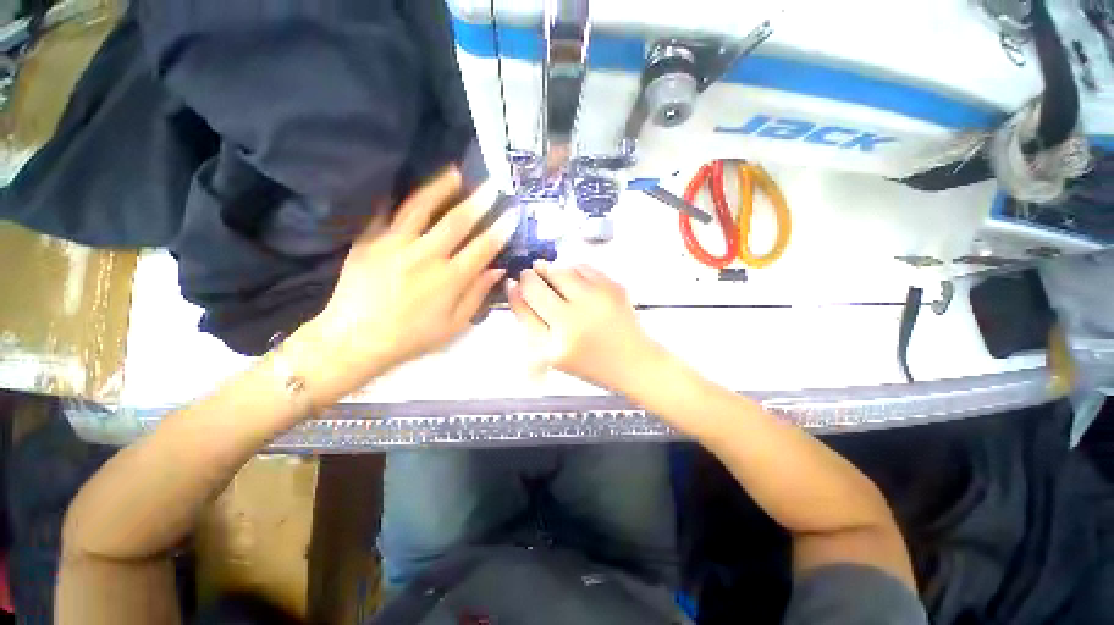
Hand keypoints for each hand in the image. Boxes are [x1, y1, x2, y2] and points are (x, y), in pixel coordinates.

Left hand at [288, 168, 516, 405]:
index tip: (513, 213)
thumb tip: (498, 270)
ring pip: (421, 208)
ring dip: (441, 188)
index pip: (483, 247)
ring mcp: (395, 245)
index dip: (501, 229)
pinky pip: (385, 213)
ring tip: (455, 173)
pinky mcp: (369, 241)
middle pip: (457, 221)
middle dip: (479, 201)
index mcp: (450, 279)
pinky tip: (407, 186)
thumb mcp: (454, 325)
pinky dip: (397, 198)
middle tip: (493, 185)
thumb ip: (477, 295)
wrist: (354, 340)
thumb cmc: (411, 337)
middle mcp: (426, 256)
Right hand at [507, 261, 666, 393]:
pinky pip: (582, 267)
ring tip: (552, 278)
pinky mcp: (613, 288)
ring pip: (559, 270)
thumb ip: (531, 323)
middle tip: (530, 276)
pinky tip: (574, 282)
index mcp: (556, 345)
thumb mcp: (553, 354)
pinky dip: (573, 270)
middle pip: (537, 285)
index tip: (514, 283)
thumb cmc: (590, 362)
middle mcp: (575, 321)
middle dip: (529, 277)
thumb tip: (515, 288)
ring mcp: (596, 302)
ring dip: (550, 270)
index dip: (516, 291)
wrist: (633, 362)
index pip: (524, 307)